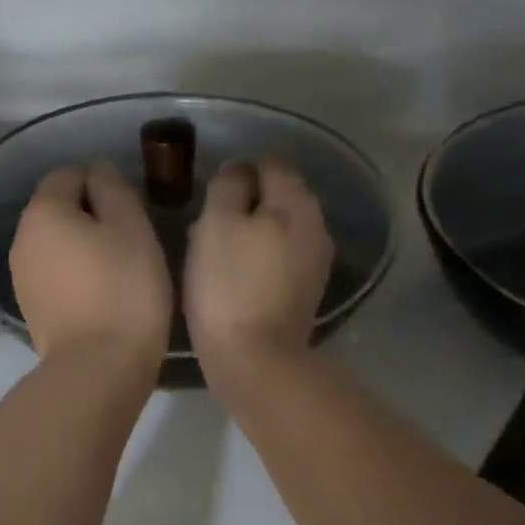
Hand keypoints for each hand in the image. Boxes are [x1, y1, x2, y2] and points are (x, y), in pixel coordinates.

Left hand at [10, 162, 172, 371]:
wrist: (98, 368)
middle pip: (58, 210)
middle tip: (133, 238)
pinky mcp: (32, 310)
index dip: (103, 182)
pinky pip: (56, 277)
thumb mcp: (132, 227)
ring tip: (121, 269)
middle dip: (92, 215)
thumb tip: (98, 171)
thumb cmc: (123, 290)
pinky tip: (103, 296)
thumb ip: (113, 189)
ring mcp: (22, 278)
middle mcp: (22, 239)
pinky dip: (76, 277)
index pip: (69, 174)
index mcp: (43, 212)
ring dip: (84, 248)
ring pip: (57, 246)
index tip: (133, 207)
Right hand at [184, 158, 333, 388]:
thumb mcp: (217, 224)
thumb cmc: (229, 287)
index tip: (210, 198)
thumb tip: (238, 170)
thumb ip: (228, 187)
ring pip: (278, 229)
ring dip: (249, 234)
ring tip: (216, 257)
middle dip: (243, 205)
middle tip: (207, 229)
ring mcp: (316, 262)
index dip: (237, 173)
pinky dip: (259, 260)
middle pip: (277, 197)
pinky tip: (235, 280)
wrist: (256, 361)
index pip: (270, 163)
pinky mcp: (307, 292)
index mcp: (297, 202)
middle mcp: (316, 226)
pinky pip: (281, 259)